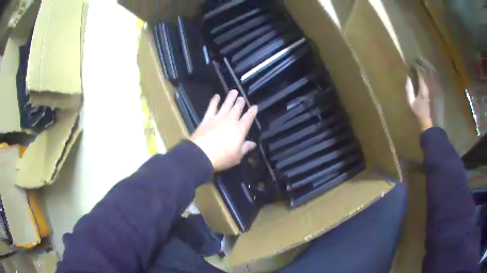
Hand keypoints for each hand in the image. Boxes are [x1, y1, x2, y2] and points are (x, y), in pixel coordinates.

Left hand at [189, 90, 257, 170]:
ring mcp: (218, 118)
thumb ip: (245, 148)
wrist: (202, 153)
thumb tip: (253, 143)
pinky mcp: (207, 119)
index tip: (255, 106)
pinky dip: (214, 101)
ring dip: (230, 98)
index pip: (248, 118)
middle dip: (240, 102)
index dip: (252, 112)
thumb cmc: (223, 157)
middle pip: (237, 109)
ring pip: (226, 105)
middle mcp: (231, 120)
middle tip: (242, 98)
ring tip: (234, 91)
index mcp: (240, 129)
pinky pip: (212, 107)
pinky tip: (216, 96)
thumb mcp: (237, 156)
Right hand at [406, 59, 440, 130]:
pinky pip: (438, 78)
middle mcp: (432, 85)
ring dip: (429, 65)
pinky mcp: (441, 92)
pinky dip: (435, 73)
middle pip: (428, 69)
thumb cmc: (421, 116)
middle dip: (423, 62)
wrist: (433, 127)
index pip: (420, 71)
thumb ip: (409, 89)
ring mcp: (438, 88)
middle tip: (418, 58)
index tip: (412, 63)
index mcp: (424, 88)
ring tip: (425, 62)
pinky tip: (432, 71)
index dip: (416, 65)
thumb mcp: (411, 104)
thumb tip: (408, 78)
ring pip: (434, 72)